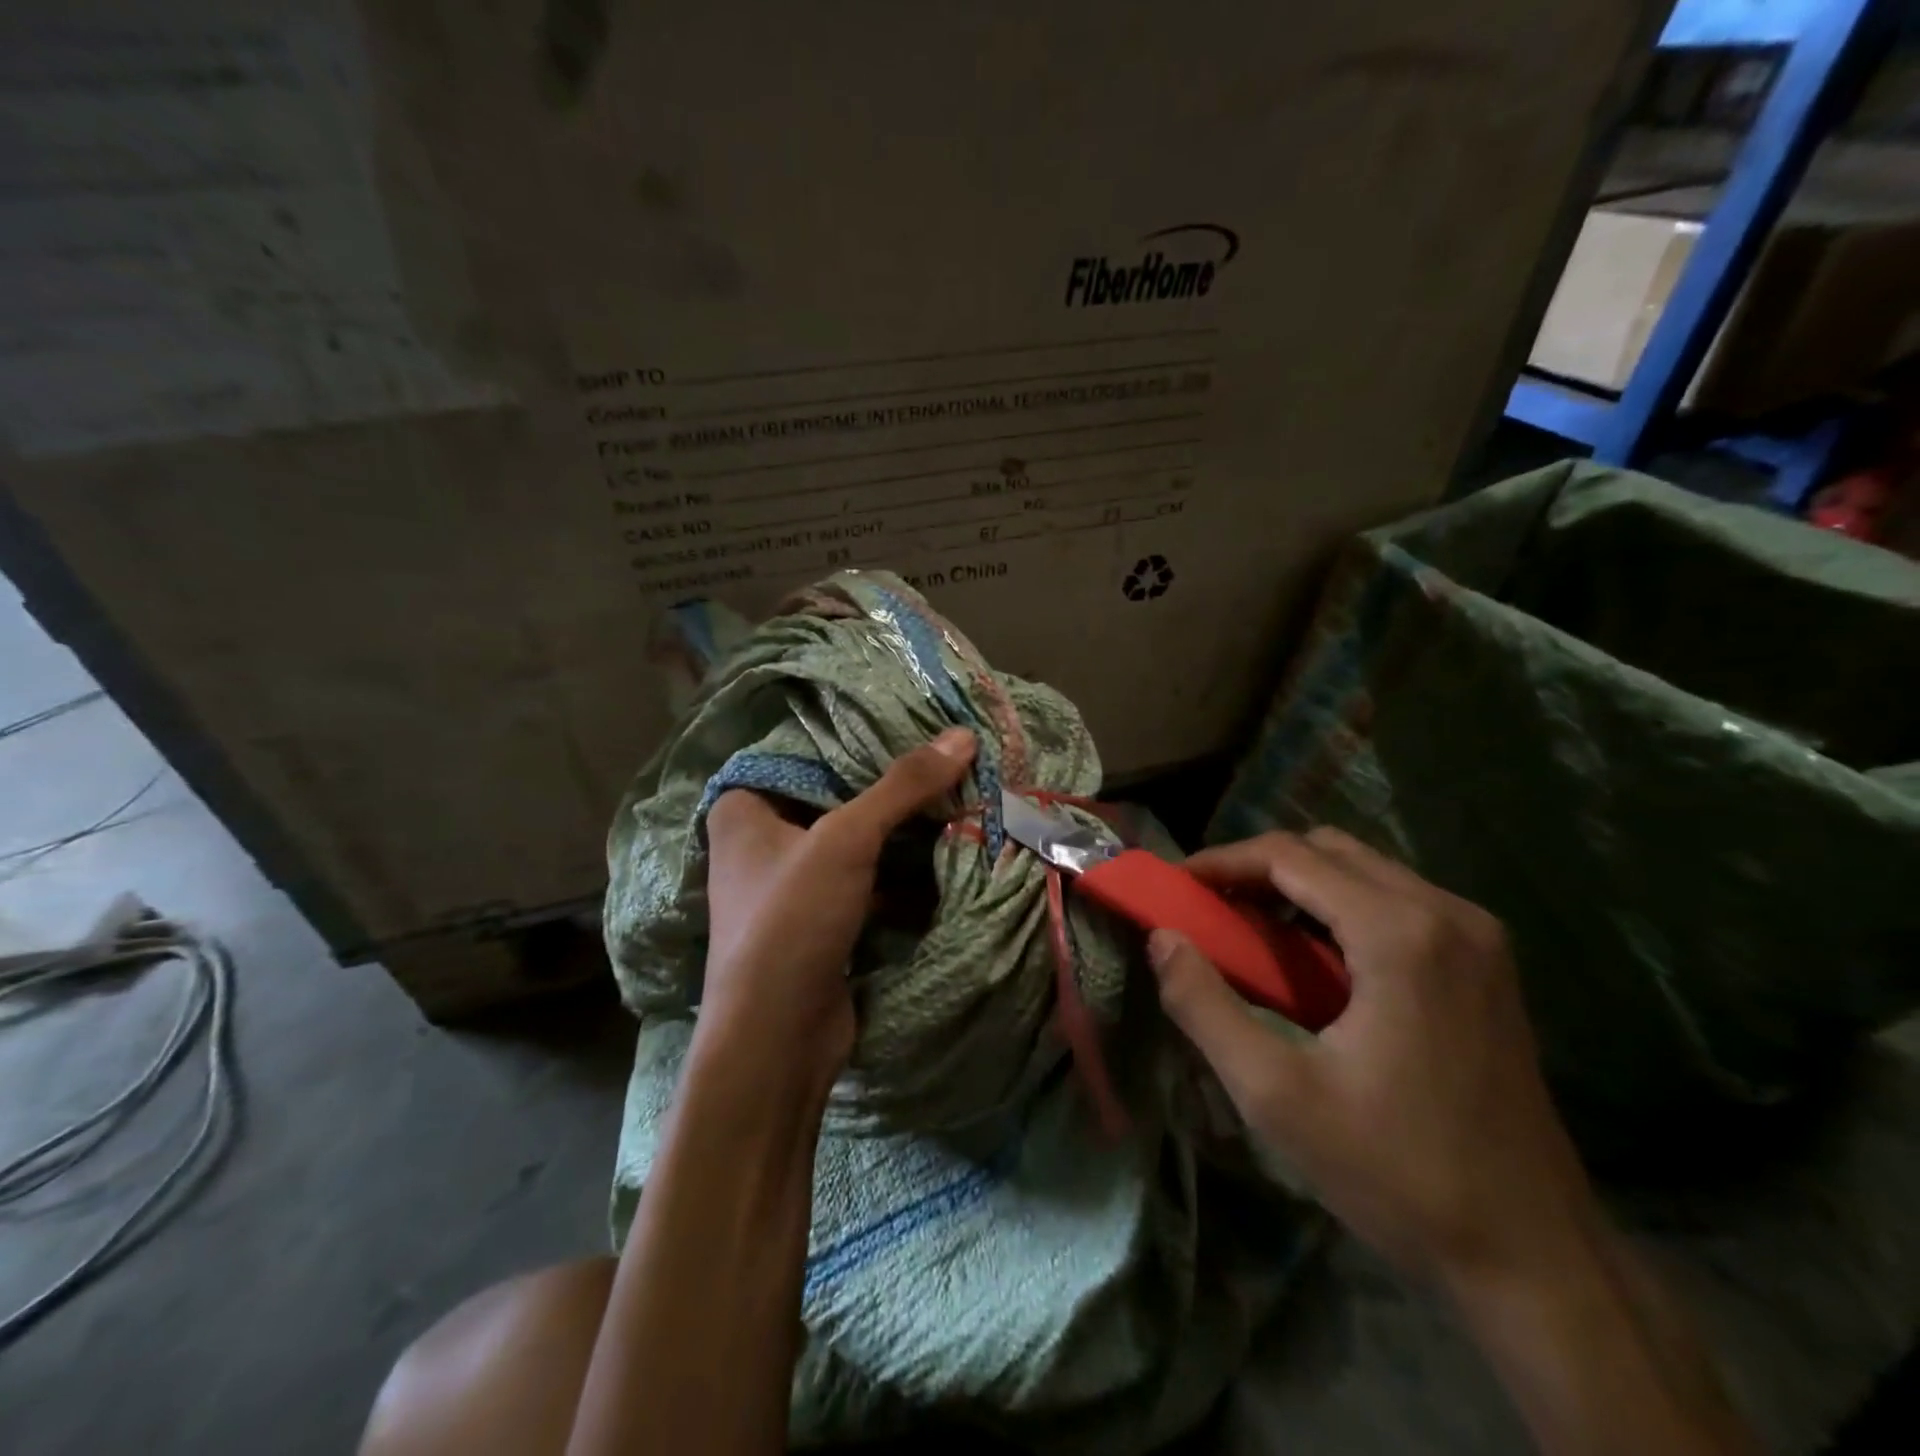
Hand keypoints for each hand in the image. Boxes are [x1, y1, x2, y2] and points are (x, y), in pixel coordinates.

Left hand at [699, 727, 976, 1092]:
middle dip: (889, 791)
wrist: (777, 1038)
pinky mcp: (819, 922)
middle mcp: (760, 843)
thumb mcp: (846, 839)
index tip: (912, 727)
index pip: (805, 756)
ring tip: (954, 802)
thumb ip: (903, 785)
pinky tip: (943, 856)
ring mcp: (791, 886)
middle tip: (944, 764)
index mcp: (742, 810)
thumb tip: (963, 734)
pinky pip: (864, 881)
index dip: (857, 743)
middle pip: (835, 799)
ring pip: (854, 843)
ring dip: (899, 833)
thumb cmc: (792, 918)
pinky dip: (898, 873)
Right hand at [1148, 828, 1596, 1288]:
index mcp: (1400, 934)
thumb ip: (1204, 1006)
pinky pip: (1398, 901)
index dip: (1223, 861)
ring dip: (1299, 885)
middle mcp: (1447, 913)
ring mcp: (1478, 937)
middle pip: (1329, 849)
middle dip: (1258, 867)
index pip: (1290, 855)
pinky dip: (1341, 908)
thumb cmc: (1397, 1174)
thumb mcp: (1275, 1095)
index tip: (1176, 886)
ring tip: (1251, 932)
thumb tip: (1162, 938)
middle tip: (1210, 908)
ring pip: (1365, 870)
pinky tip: (1315, 961)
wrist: (1534, 1258)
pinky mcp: (1488, 964)